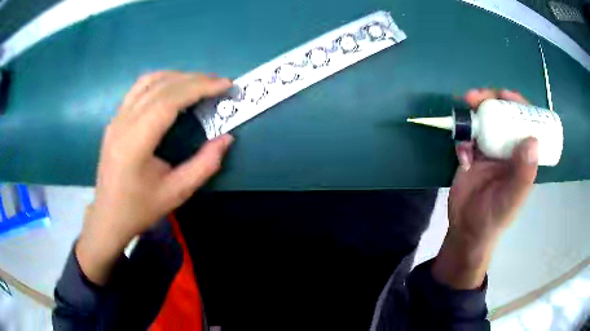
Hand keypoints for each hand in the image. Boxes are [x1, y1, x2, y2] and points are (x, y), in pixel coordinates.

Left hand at [77, 72, 233, 284]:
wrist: (108, 216)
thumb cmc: (140, 209)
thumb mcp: (176, 193)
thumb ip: (204, 165)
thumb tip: (226, 139)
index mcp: (135, 142)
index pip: (168, 100)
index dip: (199, 87)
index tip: (224, 85)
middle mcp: (122, 123)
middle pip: (160, 86)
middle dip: (194, 79)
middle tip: (219, 83)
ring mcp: (116, 119)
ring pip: (148, 81)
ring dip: (177, 77)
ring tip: (200, 83)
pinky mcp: (115, 120)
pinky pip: (139, 89)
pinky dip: (161, 82)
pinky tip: (174, 89)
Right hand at [432, 89, 538, 288]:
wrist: (465, 230)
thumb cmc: (494, 218)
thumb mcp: (512, 199)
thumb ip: (523, 174)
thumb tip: (533, 139)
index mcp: (522, 157)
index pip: (525, 124)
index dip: (518, 105)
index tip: (505, 95)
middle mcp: (508, 149)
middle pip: (502, 116)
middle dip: (491, 101)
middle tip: (477, 96)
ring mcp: (489, 150)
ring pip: (484, 121)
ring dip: (474, 112)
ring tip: (465, 106)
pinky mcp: (471, 155)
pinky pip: (467, 137)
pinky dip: (462, 138)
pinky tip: (462, 155)